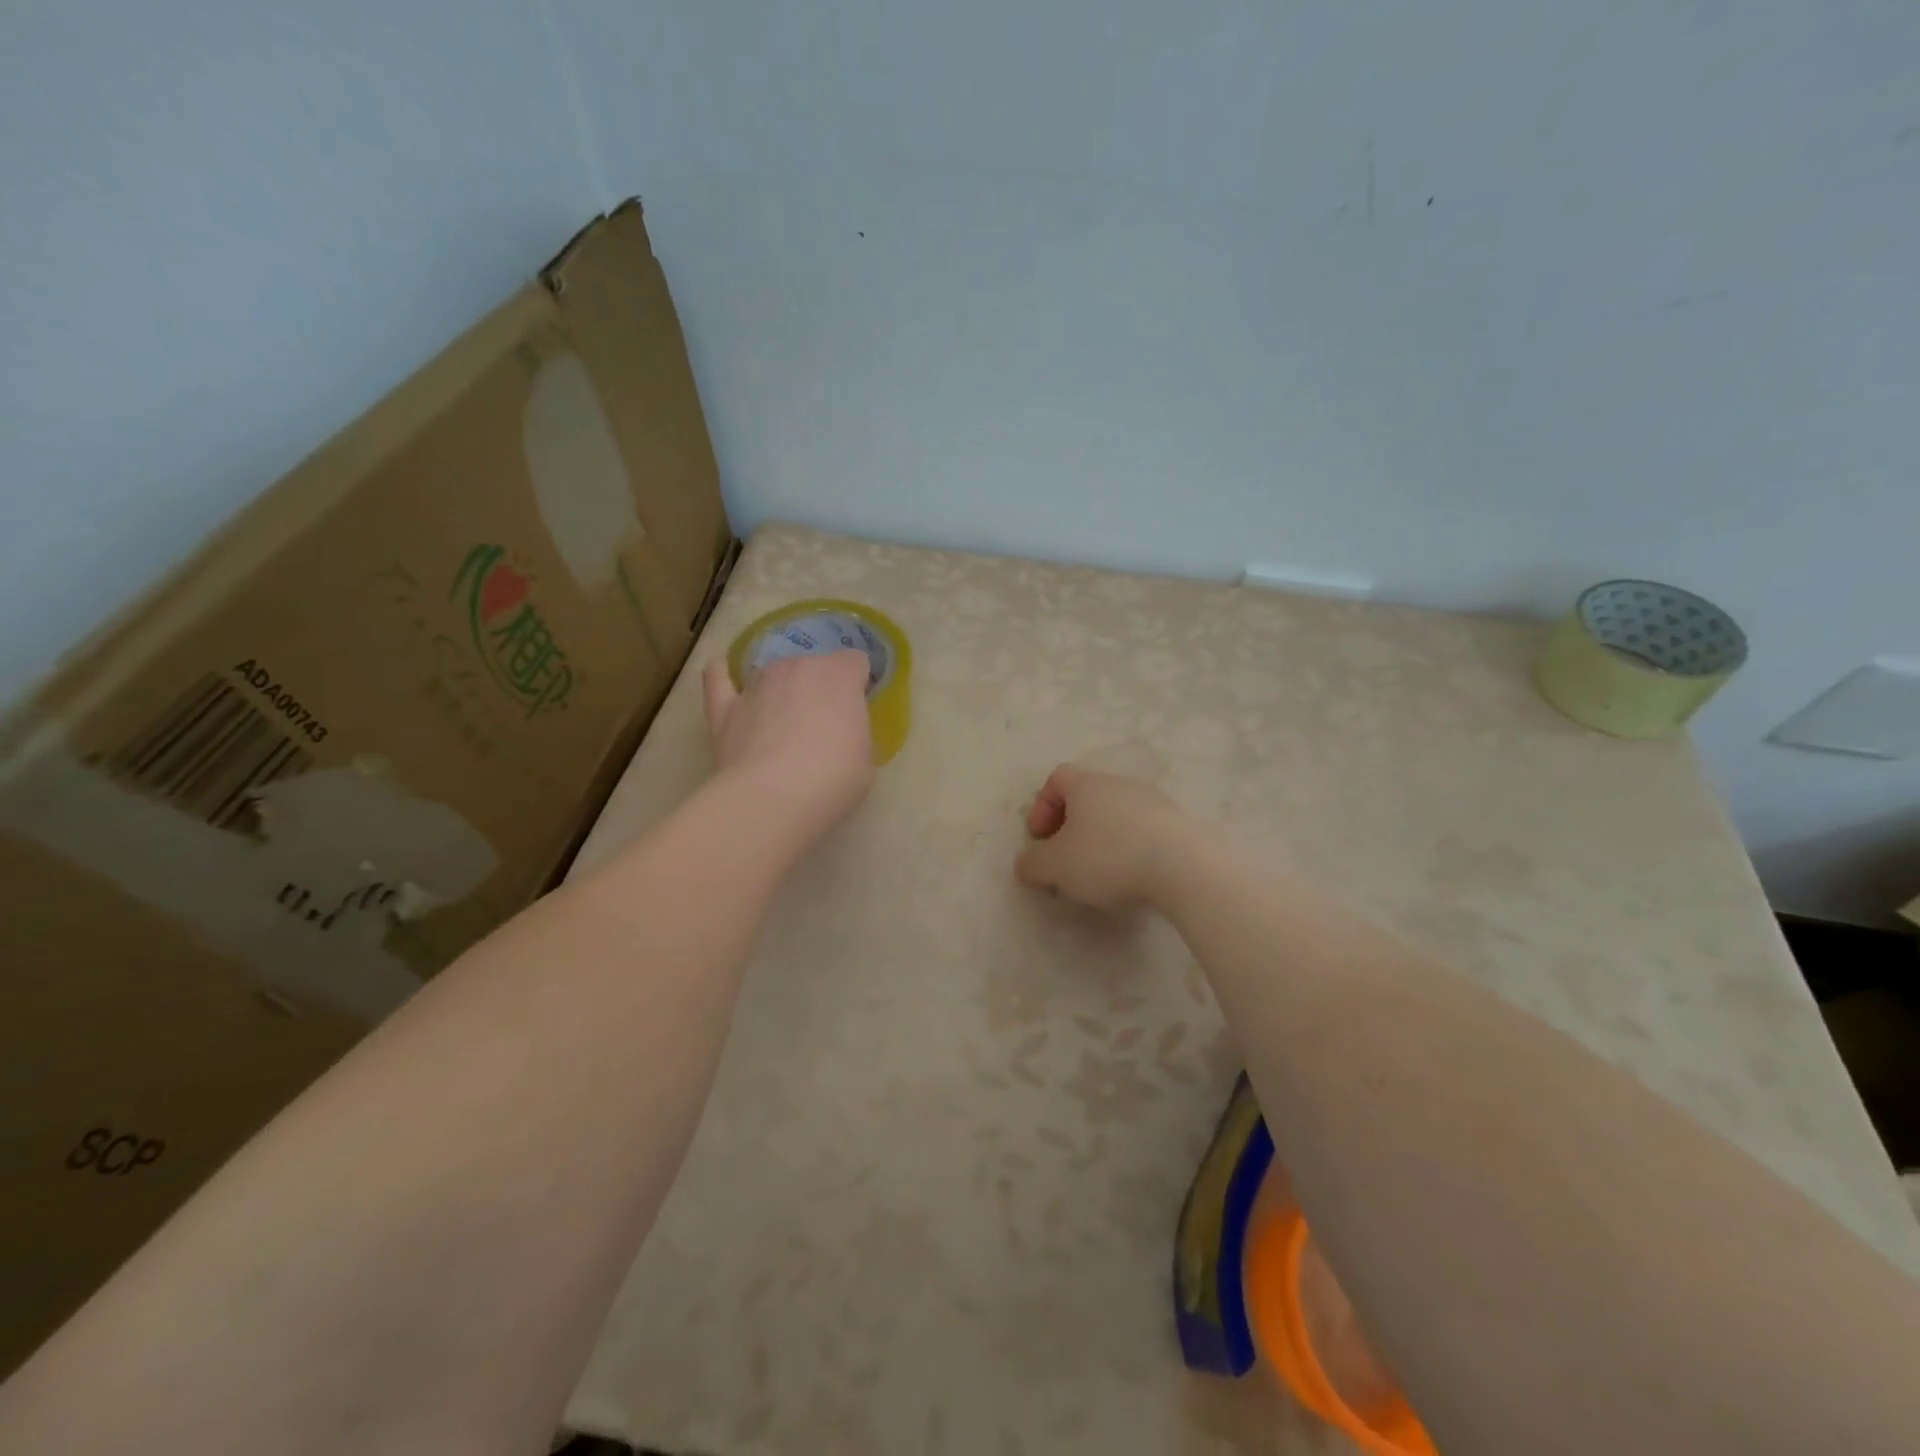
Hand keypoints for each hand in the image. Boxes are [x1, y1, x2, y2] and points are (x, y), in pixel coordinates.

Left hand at [703, 651, 874, 841]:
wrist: (774, 798)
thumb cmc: (833, 779)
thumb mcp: (865, 759)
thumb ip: (855, 733)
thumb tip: (841, 735)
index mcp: (840, 675)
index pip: (855, 662)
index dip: (857, 685)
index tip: (856, 711)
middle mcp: (798, 667)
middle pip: (814, 666)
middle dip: (819, 689)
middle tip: (821, 727)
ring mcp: (758, 684)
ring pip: (773, 674)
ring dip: (780, 690)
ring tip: (780, 723)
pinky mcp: (724, 707)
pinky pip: (718, 677)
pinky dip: (721, 673)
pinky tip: (722, 671)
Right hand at [1015, 764, 1188, 910]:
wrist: (1183, 866)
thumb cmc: (1108, 856)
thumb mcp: (1056, 866)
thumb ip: (1032, 864)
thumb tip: (1026, 864)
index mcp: (1087, 784)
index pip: (1057, 779)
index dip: (1042, 807)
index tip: (1040, 839)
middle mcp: (1119, 784)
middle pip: (1087, 797)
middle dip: (1071, 827)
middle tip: (1065, 859)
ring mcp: (1153, 802)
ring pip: (1115, 815)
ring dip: (1101, 839)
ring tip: (1098, 874)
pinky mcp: (1177, 825)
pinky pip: (1142, 831)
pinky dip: (1129, 849)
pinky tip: (1131, 877)